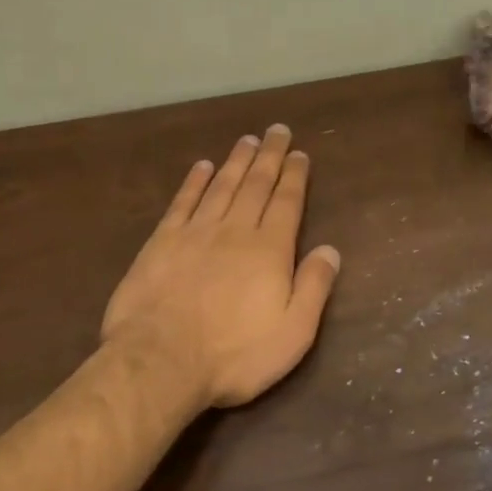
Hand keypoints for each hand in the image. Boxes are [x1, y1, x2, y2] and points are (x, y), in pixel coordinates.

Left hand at [102, 125, 341, 410]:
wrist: (160, 360)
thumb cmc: (234, 355)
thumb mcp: (292, 332)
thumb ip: (314, 287)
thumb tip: (330, 249)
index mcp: (269, 250)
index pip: (286, 202)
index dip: (294, 176)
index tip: (299, 153)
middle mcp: (234, 231)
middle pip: (256, 185)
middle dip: (269, 156)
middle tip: (277, 130)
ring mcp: (195, 233)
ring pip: (221, 186)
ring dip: (236, 161)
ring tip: (247, 139)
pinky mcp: (161, 242)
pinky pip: (183, 202)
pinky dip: (194, 182)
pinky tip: (202, 167)